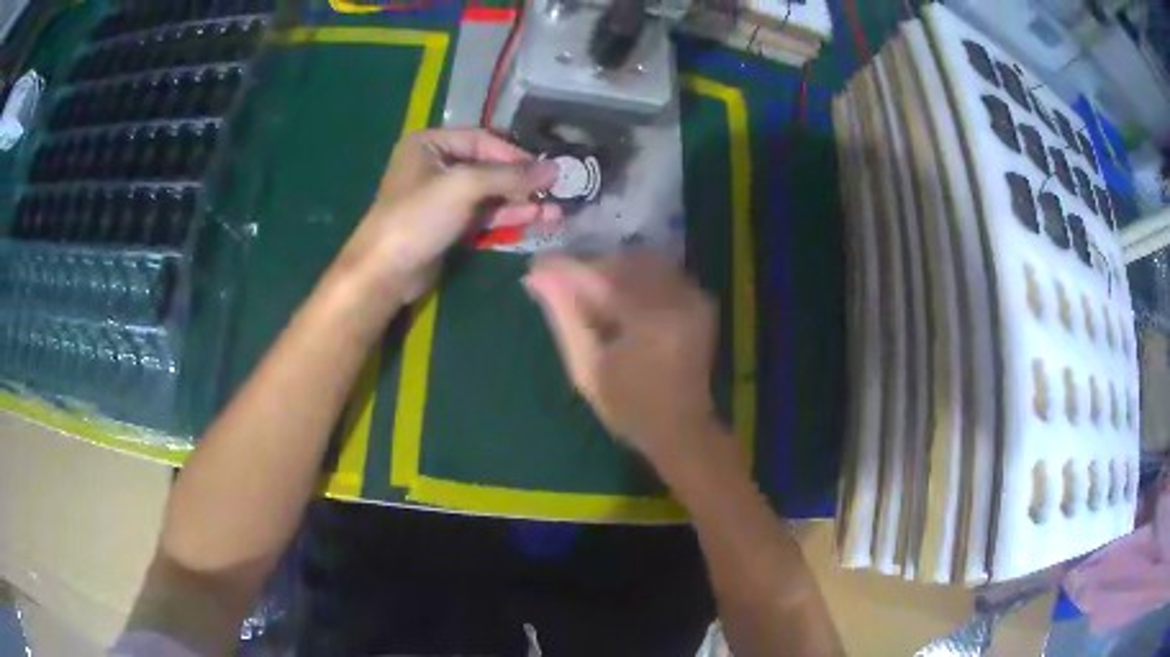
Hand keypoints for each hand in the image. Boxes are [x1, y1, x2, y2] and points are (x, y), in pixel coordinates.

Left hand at [336, 128, 561, 301]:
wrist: (385, 272)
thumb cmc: (418, 216)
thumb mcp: (464, 186)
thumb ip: (510, 176)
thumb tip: (555, 168)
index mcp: (430, 143)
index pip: (482, 140)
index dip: (515, 154)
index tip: (546, 169)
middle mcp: (436, 165)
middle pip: (488, 167)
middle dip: (522, 181)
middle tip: (557, 190)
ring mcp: (442, 197)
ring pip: (489, 194)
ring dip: (520, 202)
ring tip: (556, 211)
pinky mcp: (448, 224)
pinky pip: (483, 215)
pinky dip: (507, 217)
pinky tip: (535, 220)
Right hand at [523, 252, 721, 467]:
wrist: (681, 428)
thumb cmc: (628, 408)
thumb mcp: (586, 370)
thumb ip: (565, 318)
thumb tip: (537, 277)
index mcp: (649, 324)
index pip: (599, 278)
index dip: (565, 269)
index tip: (536, 268)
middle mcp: (676, 301)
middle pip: (622, 262)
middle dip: (588, 268)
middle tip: (562, 284)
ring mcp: (693, 297)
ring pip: (641, 261)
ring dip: (611, 270)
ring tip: (591, 294)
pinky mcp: (700, 299)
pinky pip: (660, 270)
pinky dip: (634, 276)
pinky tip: (620, 298)